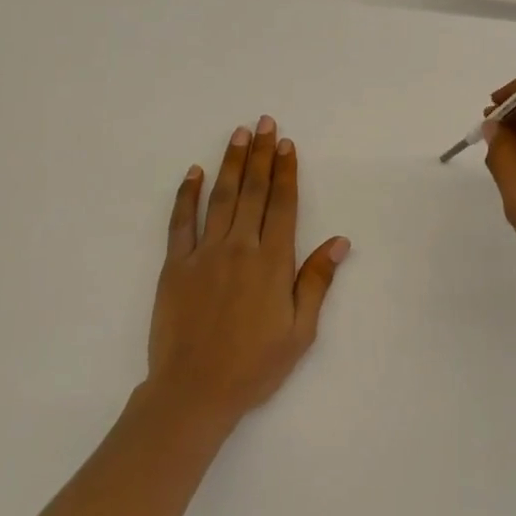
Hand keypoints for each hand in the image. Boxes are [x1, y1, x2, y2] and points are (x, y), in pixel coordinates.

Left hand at [146, 115, 350, 428]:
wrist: (194, 392)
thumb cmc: (254, 366)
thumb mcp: (300, 331)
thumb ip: (316, 282)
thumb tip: (340, 241)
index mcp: (273, 262)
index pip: (283, 205)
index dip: (286, 172)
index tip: (286, 144)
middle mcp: (240, 248)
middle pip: (253, 191)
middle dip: (261, 154)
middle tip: (264, 123)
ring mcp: (204, 254)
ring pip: (220, 197)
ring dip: (230, 163)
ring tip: (238, 134)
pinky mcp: (176, 265)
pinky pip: (181, 222)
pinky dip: (187, 194)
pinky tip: (193, 172)